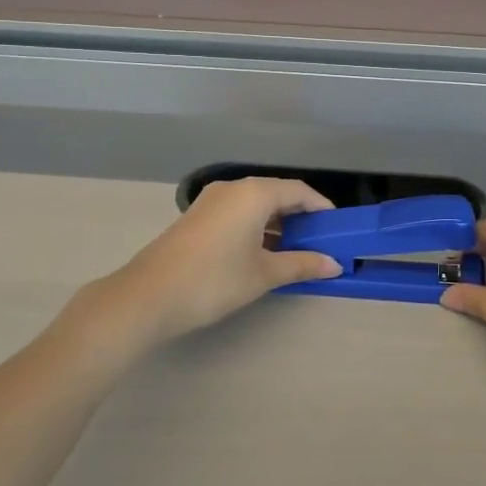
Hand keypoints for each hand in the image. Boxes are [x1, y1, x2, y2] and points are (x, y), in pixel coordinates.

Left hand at [87, 179, 341, 348]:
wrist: (148, 296)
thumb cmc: (214, 280)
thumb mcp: (264, 274)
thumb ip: (301, 264)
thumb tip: (334, 265)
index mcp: (254, 194)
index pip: (299, 191)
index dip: (321, 208)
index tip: (337, 229)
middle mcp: (233, 188)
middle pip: (276, 194)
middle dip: (300, 216)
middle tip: (319, 242)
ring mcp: (211, 201)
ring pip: (255, 204)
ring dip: (277, 223)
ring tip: (293, 251)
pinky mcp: (197, 217)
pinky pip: (237, 212)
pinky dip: (255, 226)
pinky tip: (261, 252)